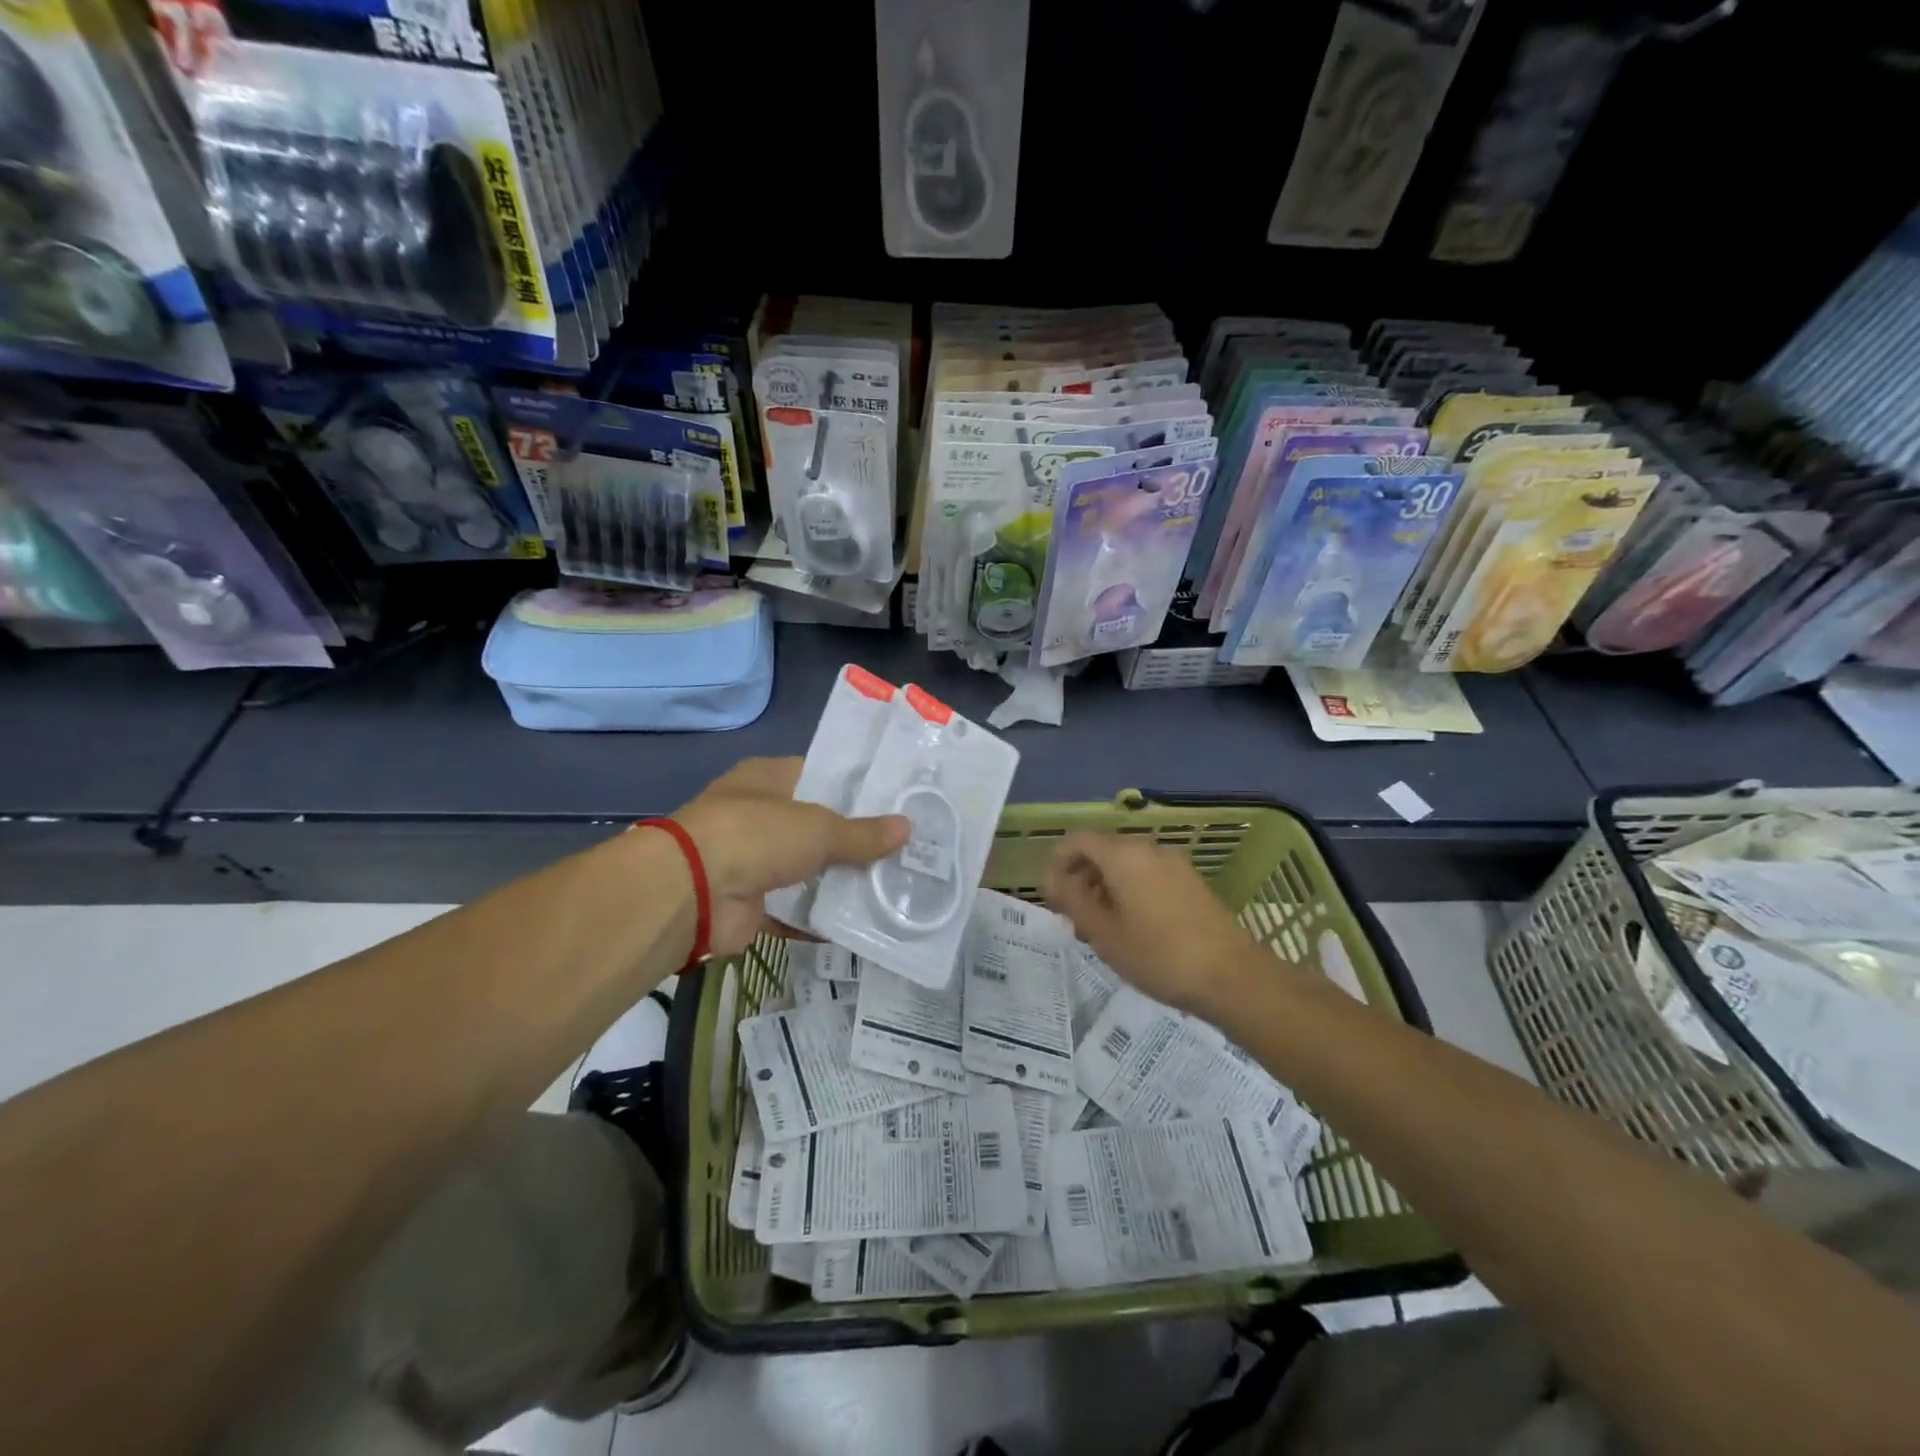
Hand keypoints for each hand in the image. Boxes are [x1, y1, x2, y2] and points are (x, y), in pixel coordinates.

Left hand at [676, 757, 909, 955]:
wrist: (691, 893)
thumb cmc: (756, 836)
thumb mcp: (819, 828)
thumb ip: (862, 833)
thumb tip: (907, 829)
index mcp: (768, 779)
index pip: (820, 774)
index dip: (855, 787)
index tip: (894, 801)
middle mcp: (758, 815)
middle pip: (816, 825)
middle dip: (854, 839)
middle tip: (903, 848)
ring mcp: (751, 860)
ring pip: (806, 869)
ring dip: (839, 881)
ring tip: (891, 885)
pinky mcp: (749, 903)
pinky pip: (793, 910)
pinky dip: (818, 919)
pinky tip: (859, 924)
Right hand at [1045, 831, 1269, 1017]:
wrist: (1232, 977)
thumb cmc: (1159, 955)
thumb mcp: (1104, 933)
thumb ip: (1072, 900)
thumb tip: (1054, 880)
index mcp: (1123, 855)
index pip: (1077, 841)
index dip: (1057, 864)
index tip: (1051, 898)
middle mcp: (1149, 849)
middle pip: (1102, 851)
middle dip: (1080, 879)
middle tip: (1072, 919)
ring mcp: (1174, 864)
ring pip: (1125, 865)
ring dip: (1104, 889)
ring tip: (1099, 930)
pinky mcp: (1191, 882)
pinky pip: (1148, 875)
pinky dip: (1129, 892)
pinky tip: (1131, 930)